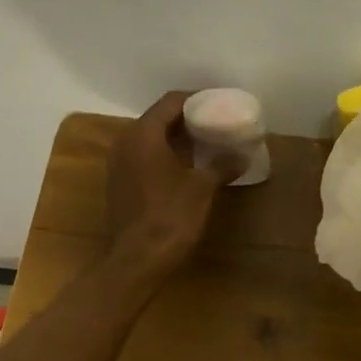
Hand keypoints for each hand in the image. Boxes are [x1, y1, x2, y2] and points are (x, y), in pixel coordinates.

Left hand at [106, 91, 240, 275]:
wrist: (135, 261)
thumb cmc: (169, 217)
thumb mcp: (202, 188)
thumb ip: (221, 166)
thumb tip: (242, 155)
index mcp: (143, 135)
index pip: (171, 102)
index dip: (196, 99)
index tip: (219, 103)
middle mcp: (125, 142)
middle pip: (159, 118)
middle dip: (187, 119)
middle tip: (216, 123)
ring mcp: (119, 164)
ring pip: (150, 139)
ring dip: (177, 139)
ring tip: (206, 144)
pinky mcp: (120, 184)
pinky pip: (145, 158)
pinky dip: (165, 156)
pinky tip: (188, 168)